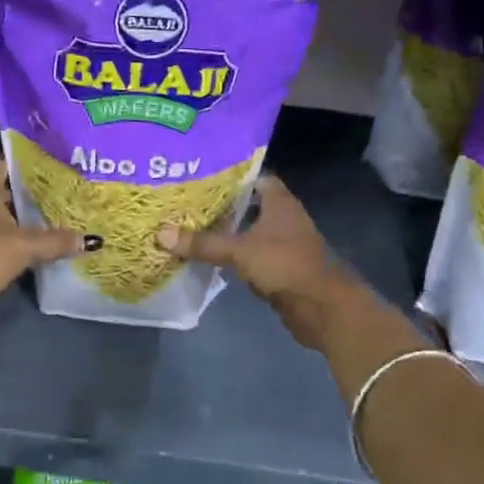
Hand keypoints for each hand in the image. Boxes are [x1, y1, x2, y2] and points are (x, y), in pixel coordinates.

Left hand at [0, 155, 84, 326]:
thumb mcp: (26, 244)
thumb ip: (57, 240)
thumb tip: (90, 240)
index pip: (2, 162)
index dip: (24, 163)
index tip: (50, 167)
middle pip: (2, 190)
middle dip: (28, 194)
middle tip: (60, 195)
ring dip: (21, 220)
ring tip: (53, 221)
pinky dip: (12, 241)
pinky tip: (34, 249)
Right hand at [157, 176, 357, 349]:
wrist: (322, 307)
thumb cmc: (284, 265)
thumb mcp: (238, 251)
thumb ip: (202, 243)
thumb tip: (161, 233)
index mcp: (279, 202)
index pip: (254, 177)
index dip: (231, 175)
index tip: (202, 176)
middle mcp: (284, 218)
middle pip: (250, 204)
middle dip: (222, 204)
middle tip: (188, 202)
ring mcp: (284, 244)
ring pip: (250, 231)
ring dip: (227, 231)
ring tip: (192, 226)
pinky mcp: (280, 268)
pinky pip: (251, 255)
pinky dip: (234, 255)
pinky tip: (210, 256)